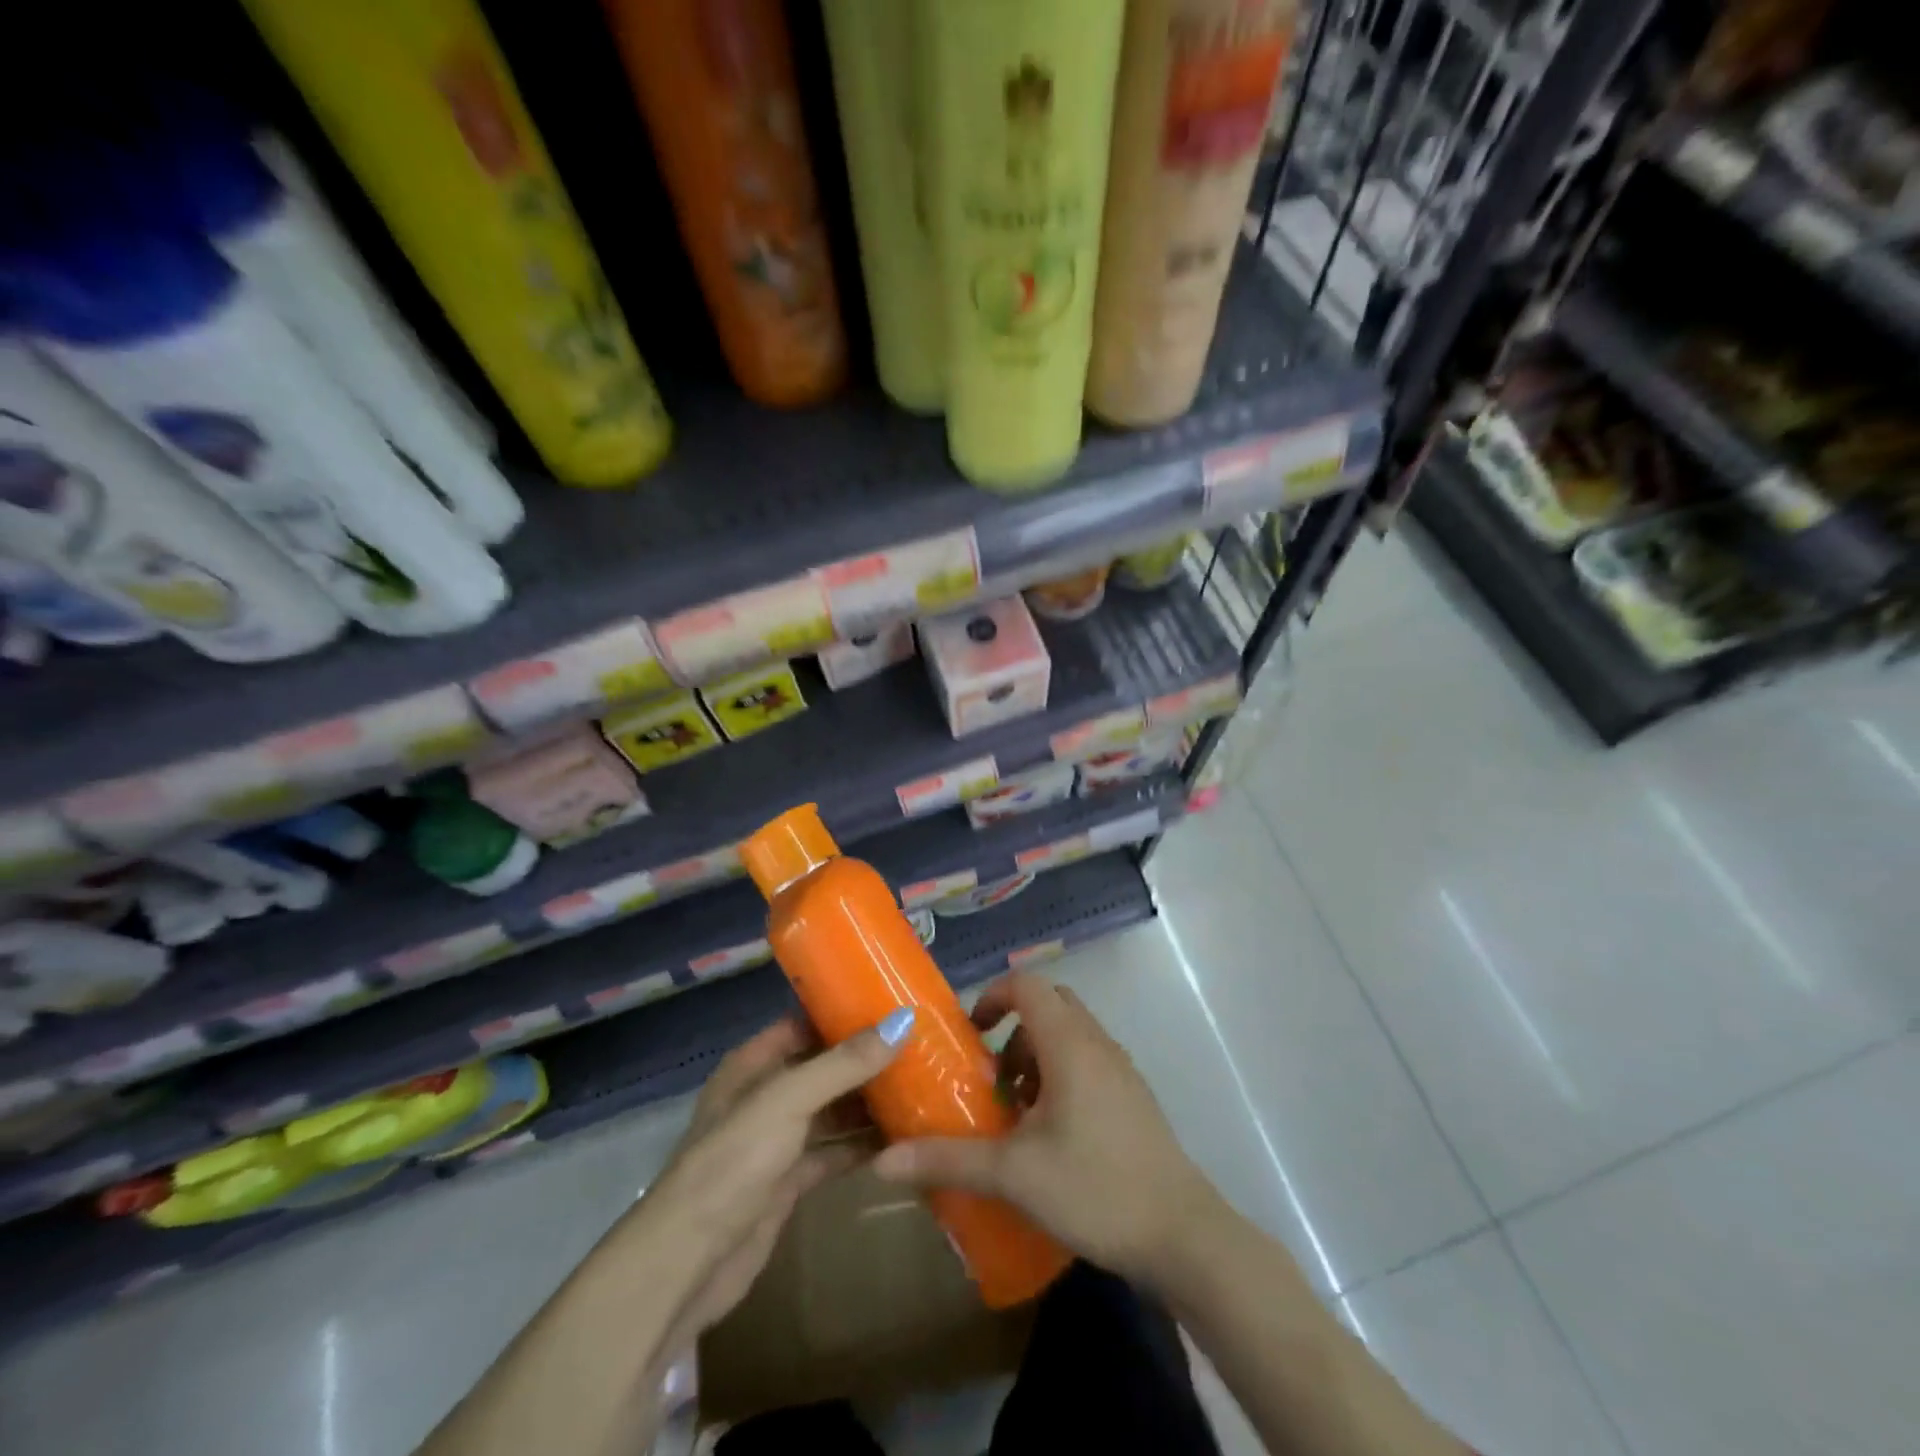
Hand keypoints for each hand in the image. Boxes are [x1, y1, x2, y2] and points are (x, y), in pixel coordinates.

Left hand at [629, 1009, 910, 1345]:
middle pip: (823, 1066)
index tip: (893, 1003)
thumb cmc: (733, 1162)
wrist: (688, 1263)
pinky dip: (862, 1145)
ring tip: (922, 1085)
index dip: (843, 1012)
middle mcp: (765, 1095)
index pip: (804, 1022)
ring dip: (868, 1101)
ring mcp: (777, 1140)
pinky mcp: (788, 1182)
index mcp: (754, 1064)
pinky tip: (902, 1138)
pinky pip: (833, 1151)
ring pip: (831, 1110)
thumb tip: (903, 1020)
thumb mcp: (788, 1100)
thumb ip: (844, 1063)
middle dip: (865, 1058)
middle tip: (921, 1045)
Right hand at [872, 974, 1222, 1288]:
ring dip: (1036, 1056)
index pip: (1027, 986)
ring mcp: (1120, 1070)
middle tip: (991, 1073)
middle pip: (1050, 1005)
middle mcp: (1097, 1044)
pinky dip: (1060, 1075)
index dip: (992, 996)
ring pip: (1070, 1035)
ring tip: (1015, 1111)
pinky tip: (1049, 1134)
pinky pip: (1088, 1062)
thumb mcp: (1013, 1174)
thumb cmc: (1094, 1187)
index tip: (970, 1034)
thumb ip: (947, 1160)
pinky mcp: (1132, 1097)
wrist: (1182, 1235)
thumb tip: (881, 1161)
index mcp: (1069, 1044)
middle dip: (1013, 1029)